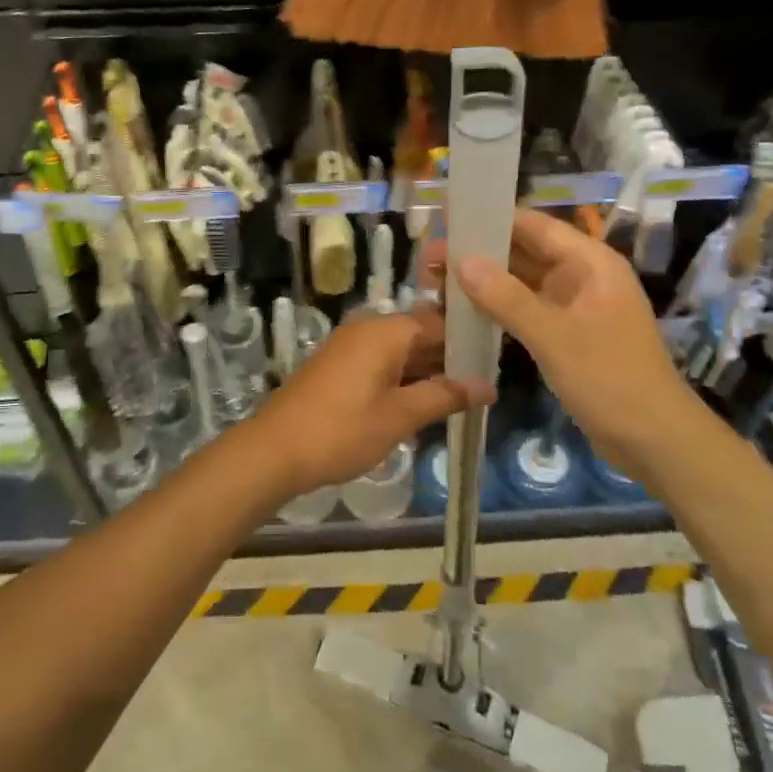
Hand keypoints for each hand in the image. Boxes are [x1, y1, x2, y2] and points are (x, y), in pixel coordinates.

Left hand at [252, 308, 491, 495]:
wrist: (274, 451)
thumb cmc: (342, 430)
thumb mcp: (399, 416)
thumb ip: (444, 396)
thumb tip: (487, 386)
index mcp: (385, 331)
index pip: (439, 321)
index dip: (469, 338)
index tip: (498, 356)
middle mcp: (367, 329)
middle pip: (420, 333)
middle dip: (451, 356)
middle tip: (488, 379)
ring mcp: (350, 347)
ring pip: (401, 350)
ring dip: (428, 369)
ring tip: (466, 393)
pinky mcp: (339, 367)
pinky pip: (382, 362)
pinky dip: (405, 377)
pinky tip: (426, 400)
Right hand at [448, 209, 701, 474]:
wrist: (655, 442)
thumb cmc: (611, 380)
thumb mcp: (555, 337)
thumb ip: (506, 297)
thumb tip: (461, 260)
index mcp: (590, 263)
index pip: (534, 226)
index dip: (492, 219)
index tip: (448, 219)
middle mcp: (581, 277)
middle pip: (524, 253)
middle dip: (479, 253)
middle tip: (429, 257)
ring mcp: (573, 308)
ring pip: (521, 284)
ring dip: (484, 283)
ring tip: (436, 282)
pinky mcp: (566, 336)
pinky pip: (525, 311)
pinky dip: (497, 310)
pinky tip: (462, 312)